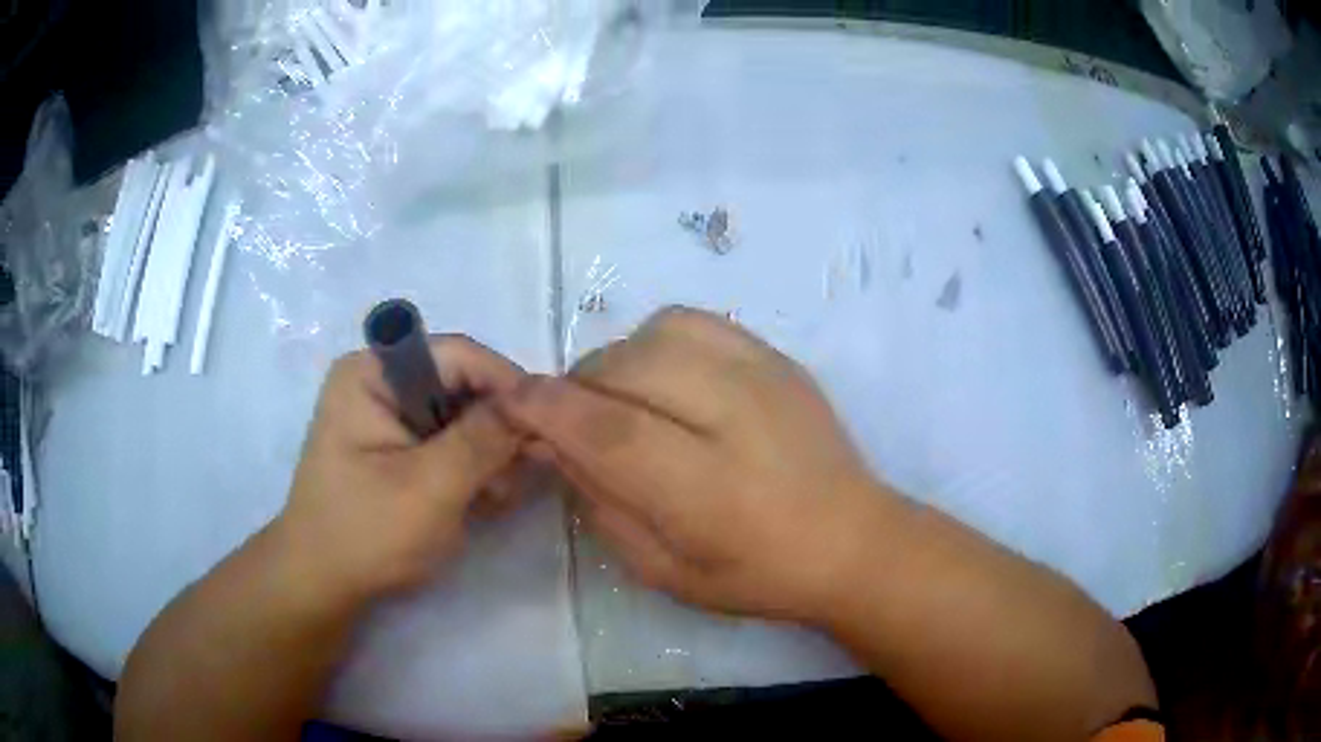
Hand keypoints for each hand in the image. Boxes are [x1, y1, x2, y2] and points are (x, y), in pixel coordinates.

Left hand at [276, 335, 526, 604]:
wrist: (324, 585)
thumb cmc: (367, 533)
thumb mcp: (430, 488)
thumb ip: (484, 439)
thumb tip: (536, 403)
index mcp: (373, 372)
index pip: (458, 355)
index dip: (507, 385)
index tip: (547, 428)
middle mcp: (382, 381)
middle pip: (463, 385)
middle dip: (496, 431)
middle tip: (520, 476)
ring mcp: (390, 415)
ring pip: (463, 416)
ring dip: (487, 456)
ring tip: (493, 500)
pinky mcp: (400, 446)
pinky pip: (451, 441)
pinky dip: (472, 469)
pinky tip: (479, 502)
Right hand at [499, 307, 892, 621]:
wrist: (851, 539)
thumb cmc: (756, 575)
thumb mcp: (663, 569)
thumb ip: (602, 503)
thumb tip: (554, 443)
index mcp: (706, 492)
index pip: (608, 430)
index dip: (548, 408)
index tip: (510, 399)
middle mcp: (736, 419)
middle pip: (626, 369)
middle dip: (579, 385)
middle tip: (574, 417)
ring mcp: (764, 377)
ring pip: (655, 333)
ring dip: (618, 362)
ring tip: (623, 397)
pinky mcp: (778, 357)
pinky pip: (695, 322)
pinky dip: (659, 340)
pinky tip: (666, 376)